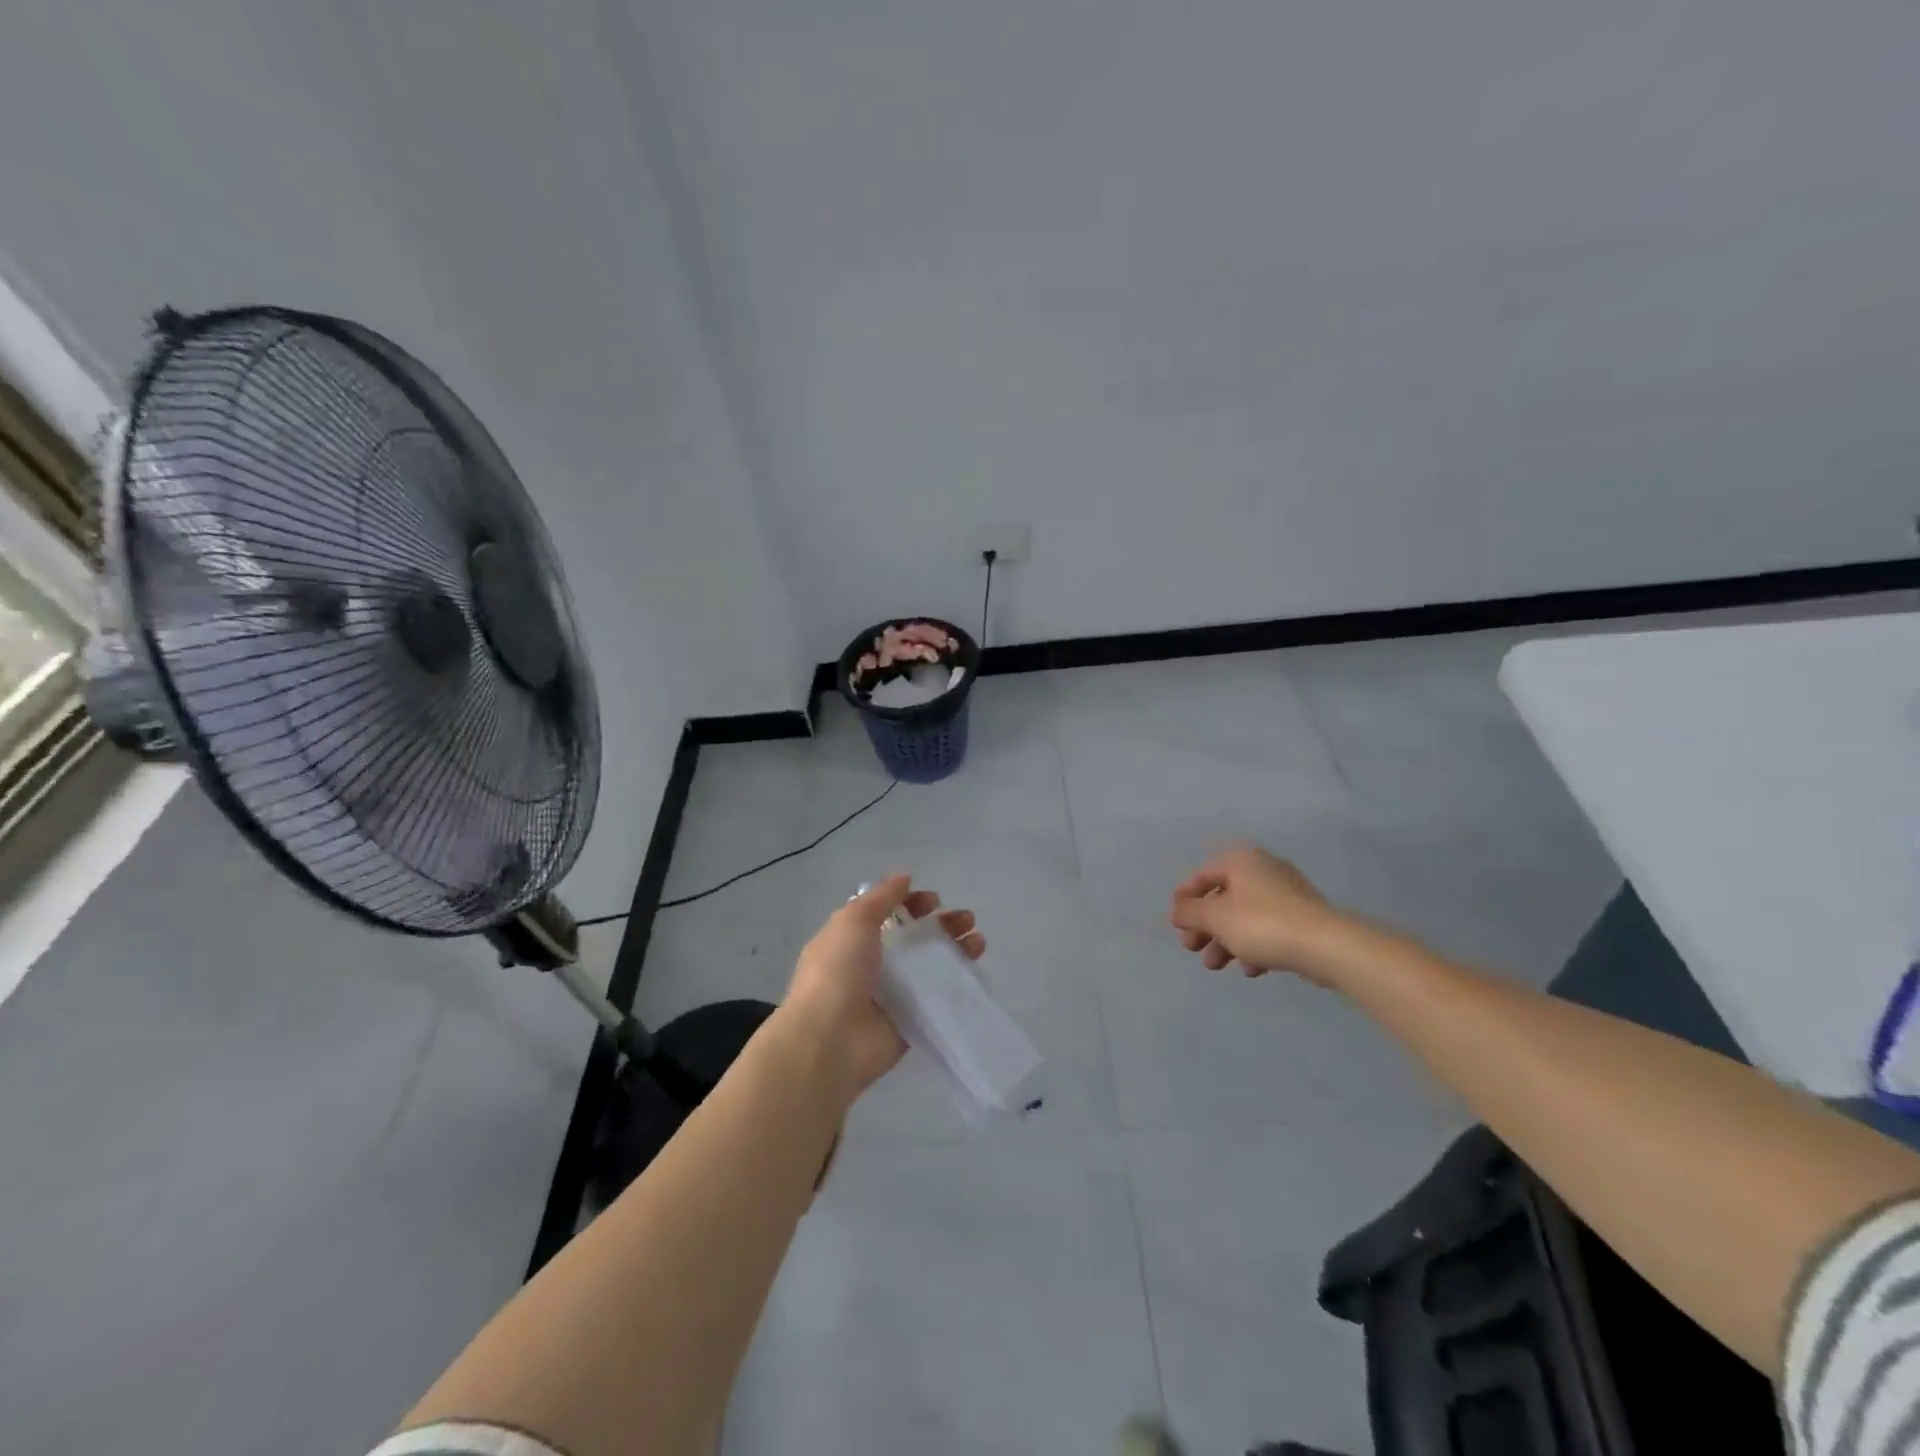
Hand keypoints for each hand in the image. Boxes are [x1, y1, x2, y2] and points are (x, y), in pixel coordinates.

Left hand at [782, 875, 984, 1099]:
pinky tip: (976, 974)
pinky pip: (936, 999)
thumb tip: (904, 876)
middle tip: (966, 920)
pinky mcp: (909, 1022)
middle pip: (914, 939)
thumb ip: (880, 897)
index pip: (887, 913)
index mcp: (851, 939)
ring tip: (978, 943)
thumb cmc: (837, 972)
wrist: (829, 1042)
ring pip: (929, 967)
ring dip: (954, 951)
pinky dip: (956, 986)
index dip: (911, 903)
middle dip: (942, 925)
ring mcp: (891, 995)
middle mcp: (871, 965)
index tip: (933, 902)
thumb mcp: (853, 921)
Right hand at [1168, 843, 1346, 985]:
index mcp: (1240, 861)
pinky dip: (1253, 946)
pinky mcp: (1302, 918)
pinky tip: (1251, 969)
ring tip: (1217, 966)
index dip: (1184, 900)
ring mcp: (1286, 894)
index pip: (1201, 875)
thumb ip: (1189, 912)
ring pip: (1244, 916)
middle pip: (1222, 898)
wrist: (1326, 945)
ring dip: (1225, 940)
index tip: (1176, 926)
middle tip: (1193, 949)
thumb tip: (1177, 911)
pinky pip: (1268, 929)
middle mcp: (1262, 870)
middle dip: (1204, 926)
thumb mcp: (1214, 917)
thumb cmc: (1261, 923)